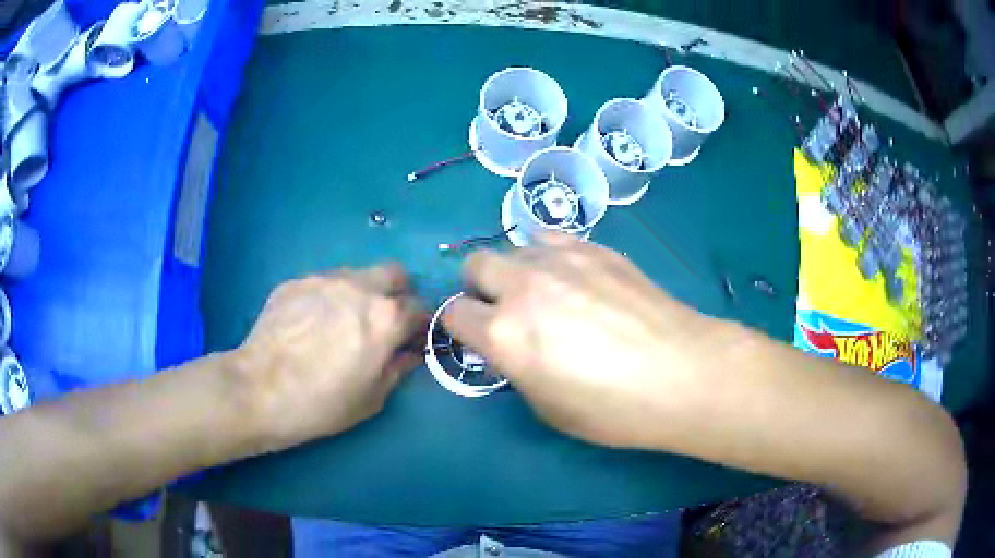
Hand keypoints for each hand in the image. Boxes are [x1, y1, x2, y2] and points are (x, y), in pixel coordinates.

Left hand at [230, 264, 426, 452]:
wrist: (259, 390)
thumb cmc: (322, 403)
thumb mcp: (372, 398)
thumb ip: (397, 369)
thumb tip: (409, 354)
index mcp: (385, 317)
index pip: (419, 308)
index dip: (420, 325)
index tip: (411, 340)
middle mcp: (359, 287)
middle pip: (394, 273)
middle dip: (397, 294)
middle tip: (382, 322)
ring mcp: (323, 279)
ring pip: (356, 275)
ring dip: (360, 293)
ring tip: (338, 323)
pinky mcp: (295, 282)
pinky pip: (322, 283)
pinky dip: (326, 299)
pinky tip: (308, 325)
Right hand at [443, 233, 717, 448]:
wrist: (683, 373)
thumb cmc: (614, 408)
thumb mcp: (548, 408)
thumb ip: (517, 368)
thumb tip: (512, 346)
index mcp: (504, 335)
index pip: (453, 313)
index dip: (461, 327)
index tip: (478, 337)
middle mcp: (523, 287)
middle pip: (475, 265)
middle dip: (480, 288)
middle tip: (506, 311)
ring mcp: (561, 260)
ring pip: (514, 247)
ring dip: (517, 270)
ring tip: (546, 292)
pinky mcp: (595, 248)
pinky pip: (552, 238)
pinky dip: (550, 255)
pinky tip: (576, 277)